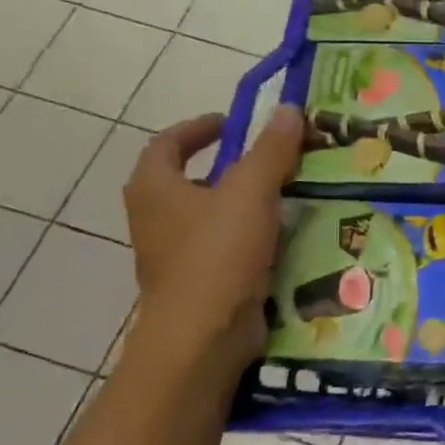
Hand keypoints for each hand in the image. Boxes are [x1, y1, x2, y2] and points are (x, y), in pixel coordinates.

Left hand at [122, 106, 302, 376]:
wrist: (203, 336)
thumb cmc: (218, 253)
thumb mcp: (250, 191)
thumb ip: (271, 149)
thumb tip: (286, 108)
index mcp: (154, 188)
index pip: (168, 142)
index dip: (200, 127)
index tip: (235, 123)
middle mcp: (156, 218)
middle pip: (190, 179)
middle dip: (230, 167)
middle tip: (273, 159)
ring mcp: (175, 255)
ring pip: (212, 216)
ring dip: (245, 203)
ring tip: (290, 195)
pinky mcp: (199, 283)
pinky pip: (226, 248)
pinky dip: (252, 237)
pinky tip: (286, 238)